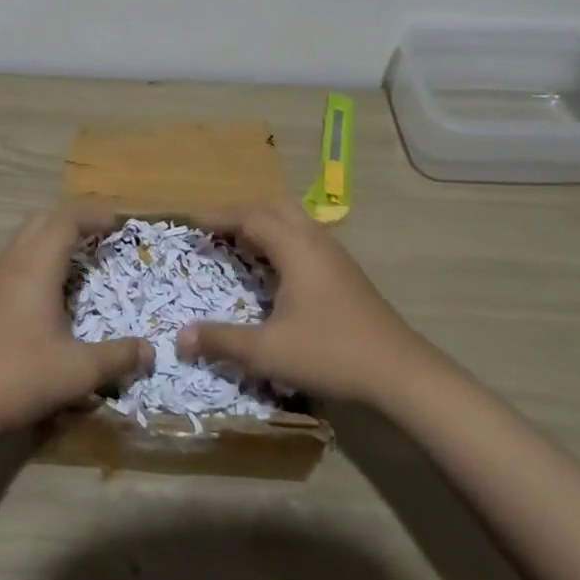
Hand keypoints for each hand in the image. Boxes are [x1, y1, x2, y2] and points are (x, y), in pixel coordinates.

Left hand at [0, 205, 152, 437]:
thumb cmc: (17, 377)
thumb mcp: (77, 372)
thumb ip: (117, 357)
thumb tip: (150, 351)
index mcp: (35, 267)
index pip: (66, 220)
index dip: (94, 215)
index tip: (119, 222)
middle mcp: (11, 264)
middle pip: (42, 220)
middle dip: (73, 220)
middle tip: (100, 236)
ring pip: (23, 240)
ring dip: (51, 239)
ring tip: (77, 262)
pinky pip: (12, 261)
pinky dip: (35, 260)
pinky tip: (45, 295)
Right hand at [177, 199, 436, 404]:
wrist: (399, 371)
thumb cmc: (330, 353)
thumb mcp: (268, 352)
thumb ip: (222, 341)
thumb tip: (179, 337)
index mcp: (295, 248)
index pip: (250, 217)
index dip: (219, 217)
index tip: (193, 223)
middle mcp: (315, 240)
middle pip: (273, 208)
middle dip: (241, 213)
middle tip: (214, 230)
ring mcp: (334, 254)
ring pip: (293, 220)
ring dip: (264, 224)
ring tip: (240, 244)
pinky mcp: (345, 271)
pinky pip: (305, 237)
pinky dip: (281, 239)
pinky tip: (276, 268)